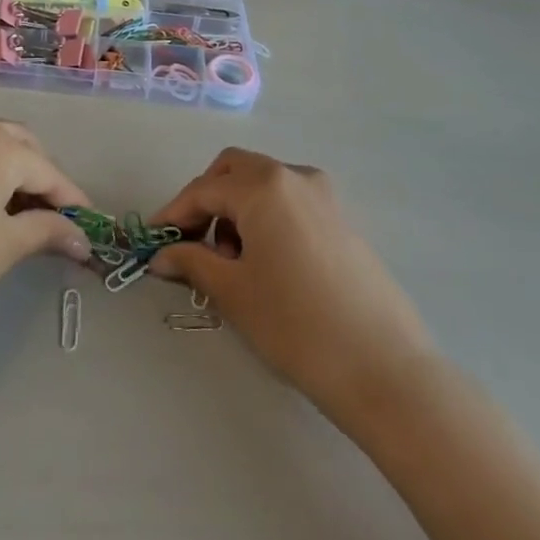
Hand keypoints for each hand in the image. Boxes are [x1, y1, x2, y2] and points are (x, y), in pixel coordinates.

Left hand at [0, 116, 92, 365]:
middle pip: (19, 147)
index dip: (70, 200)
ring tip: (25, 219)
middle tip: (56, 222)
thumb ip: (44, 231)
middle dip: (41, 180)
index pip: (46, 170)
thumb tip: (79, 236)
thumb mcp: (1, 251)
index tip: (88, 225)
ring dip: (12, 174)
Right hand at [151, 148, 434, 413]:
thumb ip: (192, 262)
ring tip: (231, 261)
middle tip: (192, 242)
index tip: (153, 240)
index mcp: (262, 185)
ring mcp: (322, 195)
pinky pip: (289, 200)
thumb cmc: (297, 325)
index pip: (203, 189)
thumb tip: (162, 256)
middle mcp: (292, 175)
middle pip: (234, 170)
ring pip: (262, 182)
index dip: (173, 214)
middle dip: (206, 199)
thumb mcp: (234, 293)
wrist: (385, 369)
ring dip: (236, 207)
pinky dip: (265, 216)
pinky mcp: (341, 218)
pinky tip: (265, 261)